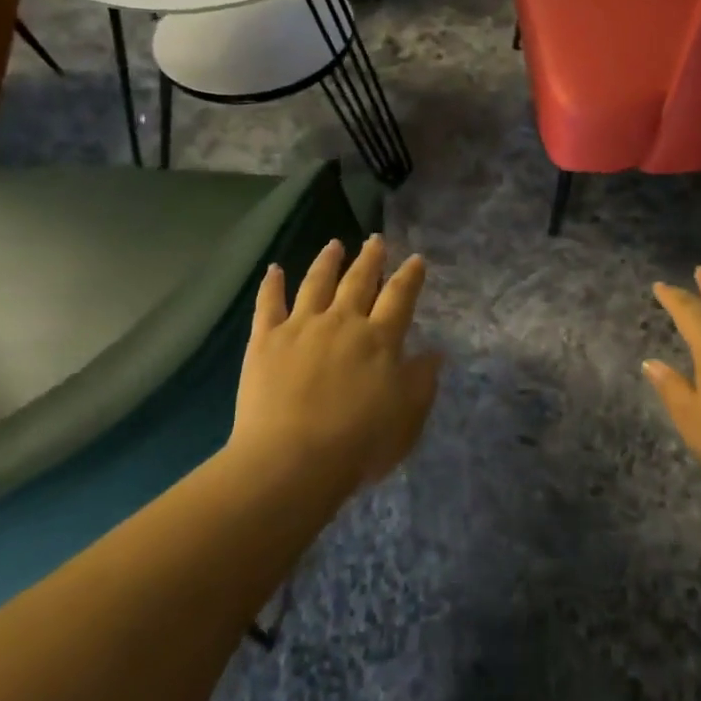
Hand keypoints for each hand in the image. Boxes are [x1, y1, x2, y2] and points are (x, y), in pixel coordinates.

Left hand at [230, 236, 441, 494]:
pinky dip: (272, 284)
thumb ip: (422, 381)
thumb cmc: (359, 443)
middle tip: (376, 240)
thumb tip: (435, 353)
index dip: (410, 276)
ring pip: (316, 283)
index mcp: (379, 338)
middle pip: (358, 281)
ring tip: (335, 244)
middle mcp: (342, 322)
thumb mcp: (407, 416)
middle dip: (370, 258)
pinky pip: (268, 304)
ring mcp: (301, 327)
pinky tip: (274, 269)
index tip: (416, 259)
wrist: (292, 461)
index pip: (399, 297)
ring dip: (327, 261)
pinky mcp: (266, 341)